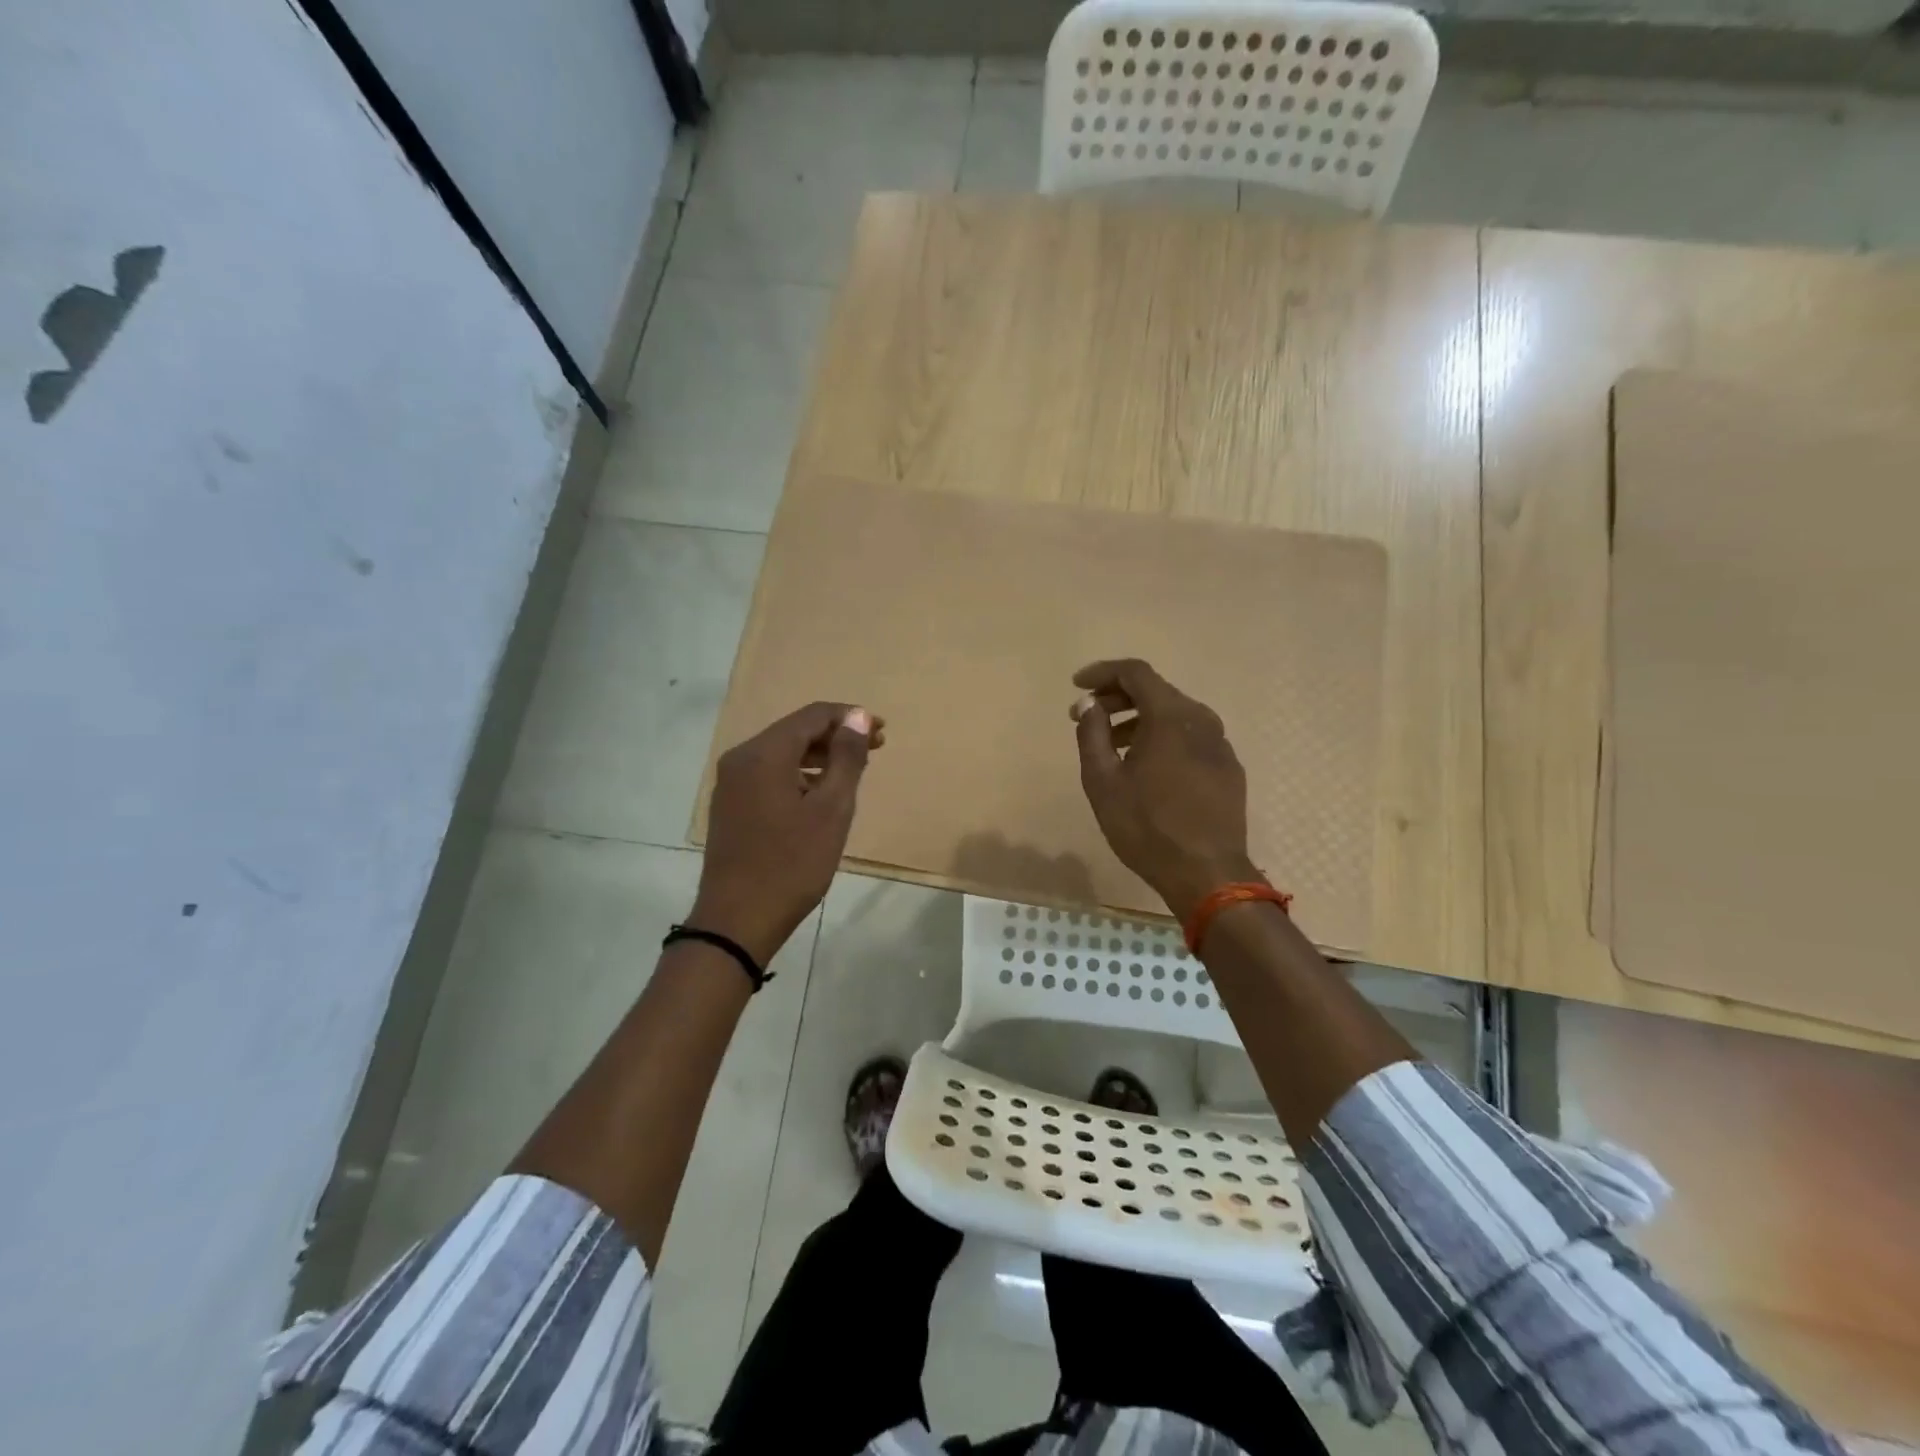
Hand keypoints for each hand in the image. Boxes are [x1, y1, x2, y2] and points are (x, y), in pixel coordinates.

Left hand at [693, 702, 882, 965]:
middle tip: (875, 749)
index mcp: (764, 753)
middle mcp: (741, 758)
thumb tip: (857, 716)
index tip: (882, 732)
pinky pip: (769, 774)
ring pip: (782, 753)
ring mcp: (730, 782)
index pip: (812, 715)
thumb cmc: (792, 864)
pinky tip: (820, 792)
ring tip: (853, 771)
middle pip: (795, 731)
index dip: (849, 717)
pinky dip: (798, 774)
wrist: (737, 921)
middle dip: (836, 736)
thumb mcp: (832, 809)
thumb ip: (847, 757)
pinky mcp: (730, 805)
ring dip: (819, 756)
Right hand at [1071, 659, 1258, 921]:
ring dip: (1139, 720)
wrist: (1208, 874)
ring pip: (1175, 715)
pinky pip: (1191, 737)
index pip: (1135, 672)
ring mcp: (1220, 744)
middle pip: (1156, 691)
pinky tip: (1147, 767)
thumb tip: (1089, 706)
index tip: (1076, 686)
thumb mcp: (1103, 782)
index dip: (1102, 672)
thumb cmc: (1147, 827)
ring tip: (1112, 745)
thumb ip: (1092, 735)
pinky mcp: (1228, 768)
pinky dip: (1163, 738)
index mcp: (1170, 716)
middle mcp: (1201, 719)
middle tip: (1087, 717)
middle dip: (1117, 698)